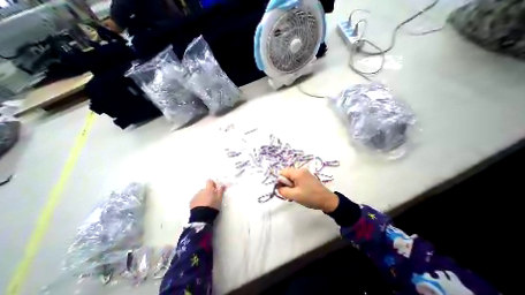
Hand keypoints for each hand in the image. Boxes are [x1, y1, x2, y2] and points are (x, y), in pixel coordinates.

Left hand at [192, 180, 226, 209]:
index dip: (213, 184)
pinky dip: (199, 201)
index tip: (215, 188)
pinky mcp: (191, 202)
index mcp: (208, 189)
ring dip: (203, 197)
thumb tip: (222, 185)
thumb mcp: (219, 199)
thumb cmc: (212, 206)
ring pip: (201, 194)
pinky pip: (196, 199)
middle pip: (205, 189)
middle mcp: (201, 190)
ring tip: (206, 204)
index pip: (209, 181)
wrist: (201, 216)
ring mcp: (195, 196)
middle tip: (212, 199)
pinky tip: (201, 207)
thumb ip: (221, 191)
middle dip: (208, 192)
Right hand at [276, 168, 337, 211]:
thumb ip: (283, 190)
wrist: (327, 200)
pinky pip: (297, 179)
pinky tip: (299, 192)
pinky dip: (295, 185)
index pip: (282, 172)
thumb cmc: (310, 197)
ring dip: (290, 185)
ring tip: (294, 194)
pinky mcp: (308, 177)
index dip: (280, 180)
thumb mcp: (294, 195)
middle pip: (287, 174)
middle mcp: (301, 170)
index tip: (282, 189)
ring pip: (292, 177)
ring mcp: (305, 173)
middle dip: (286, 183)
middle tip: (289, 193)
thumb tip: (278, 187)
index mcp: (298, 172)